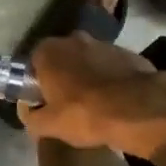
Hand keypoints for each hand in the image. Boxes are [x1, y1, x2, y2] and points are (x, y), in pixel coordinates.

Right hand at [19, 33, 165, 156]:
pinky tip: (115, 99)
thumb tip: (28, 111)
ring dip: (87, 75)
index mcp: (49, 51)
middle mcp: (73, 39)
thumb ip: (31, 117)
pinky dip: (110, 77)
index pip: (34, 62)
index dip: (38, 81)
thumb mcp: (50, 126)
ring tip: (94, 103)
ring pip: (87, 59)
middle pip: (62, 58)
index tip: (44, 100)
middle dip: (63, 75)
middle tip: (67, 101)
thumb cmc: (85, 114)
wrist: (137, 108)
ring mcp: (102, 43)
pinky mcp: (126, 52)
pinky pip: (110, 65)